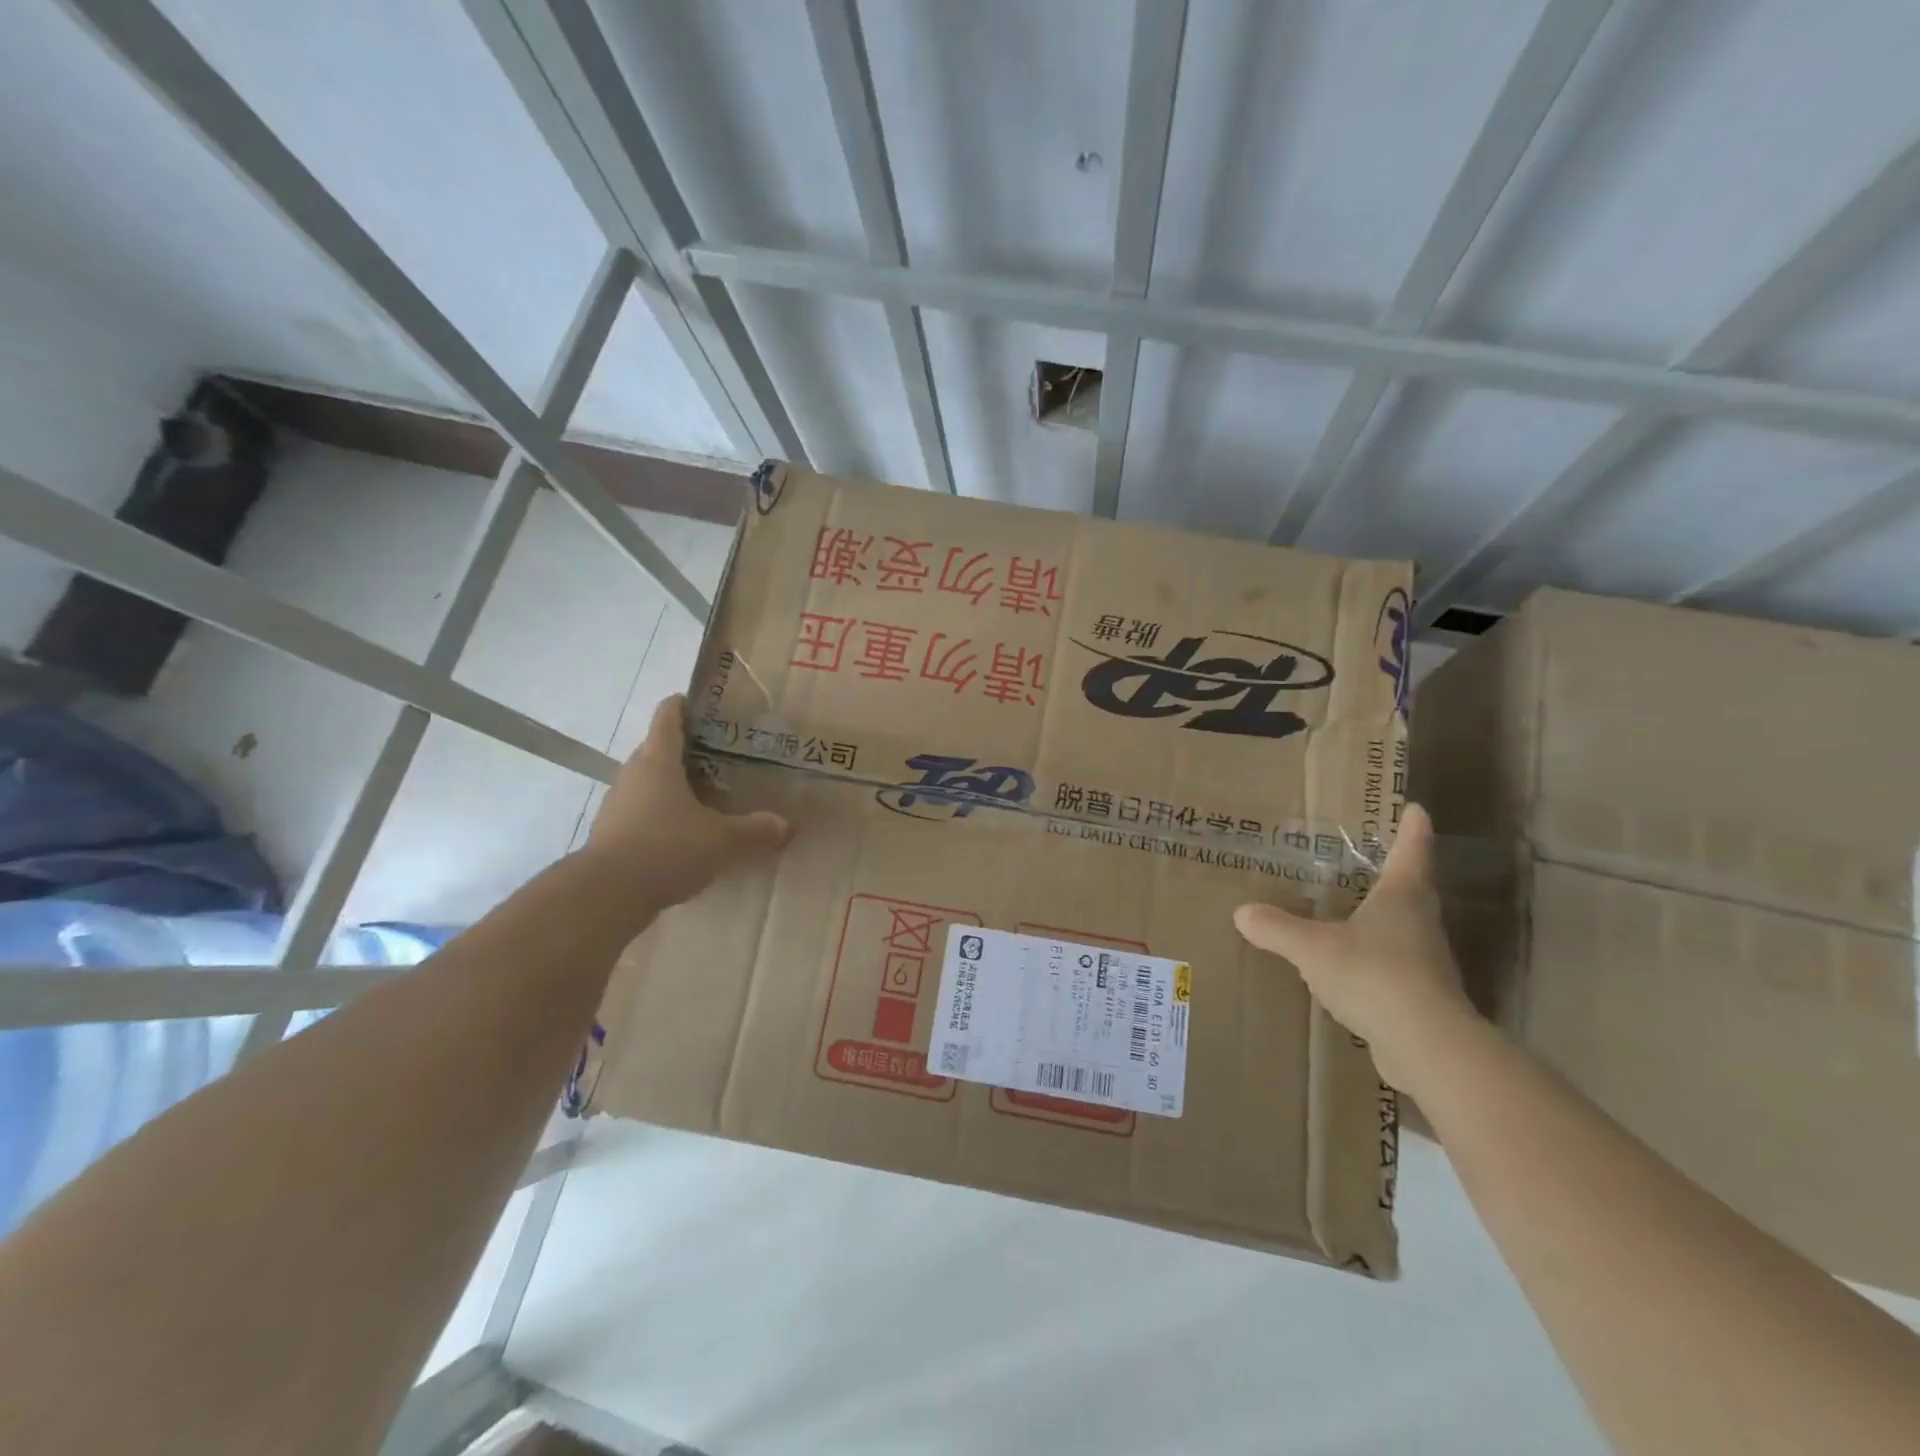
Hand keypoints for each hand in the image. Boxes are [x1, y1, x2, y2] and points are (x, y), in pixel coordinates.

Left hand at [586, 694, 791, 908]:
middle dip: (686, 749)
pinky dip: (662, 815)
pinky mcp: (612, 834)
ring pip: (648, 783)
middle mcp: (633, 775)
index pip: (667, 717)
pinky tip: (684, 834)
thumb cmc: (666, 848)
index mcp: (658, 761)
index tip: (702, 704)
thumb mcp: (722, 840)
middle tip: (720, 756)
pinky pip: (642, 813)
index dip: (683, 705)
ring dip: (673, 785)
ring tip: (706, 796)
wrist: (606, 895)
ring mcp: (617, 805)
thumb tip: (786, 825)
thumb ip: (756, 831)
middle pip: (657, 749)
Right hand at [1232, 803, 1475, 1090]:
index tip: (1416, 808)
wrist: (1426, 1045)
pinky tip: (1350, 968)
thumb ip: (1277, 928)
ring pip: (1405, 928)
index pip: (1411, 850)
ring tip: (1352, 912)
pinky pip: (1395, 966)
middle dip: (1395, 872)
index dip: (1412, 828)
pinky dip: (1375, 959)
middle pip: (1412, 888)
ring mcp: (1427, 962)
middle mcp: (1421, 922)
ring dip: (1384, 918)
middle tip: (1371, 858)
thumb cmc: (1373, 974)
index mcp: (1402, 896)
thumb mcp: (1312, 947)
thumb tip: (1243, 912)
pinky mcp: (1422, 997)